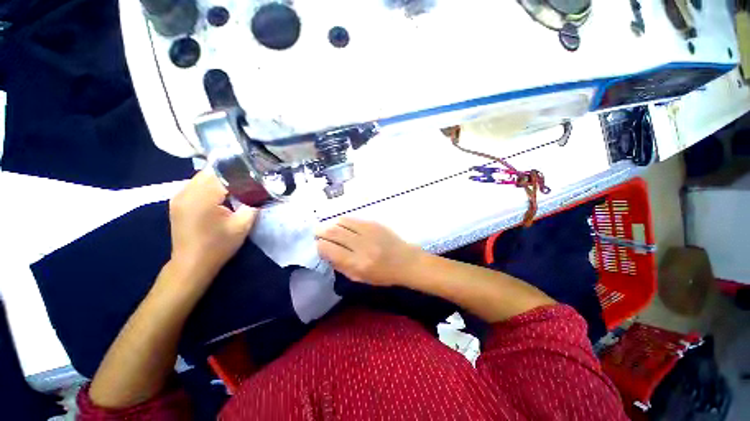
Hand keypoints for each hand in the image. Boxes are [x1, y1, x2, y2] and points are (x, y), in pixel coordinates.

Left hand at [169, 170, 257, 287]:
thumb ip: (252, 205)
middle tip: (248, 179)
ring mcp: (179, 196)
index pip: (223, 174)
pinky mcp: (177, 202)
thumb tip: (258, 193)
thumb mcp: (242, 225)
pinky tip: (221, 194)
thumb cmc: (218, 245)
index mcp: (202, 197)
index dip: (241, 173)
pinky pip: (195, 185)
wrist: (191, 264)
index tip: (255, 175)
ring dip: (219, 179)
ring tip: (237, 185)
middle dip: (230, 174)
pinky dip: (209, 185)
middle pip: (210, 172)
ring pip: (202, 177)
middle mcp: (186, 192)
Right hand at [315, 218, 423, 286]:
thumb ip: (341, 265)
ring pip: (341, 222)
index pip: (330, 249)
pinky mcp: (374, 223)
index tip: (318, 244)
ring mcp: (368, 231)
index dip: (320, 245)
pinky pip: (353, 219)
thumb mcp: (360, 278)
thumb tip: (326, 252)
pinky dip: (343, 221)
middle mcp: (361, 245)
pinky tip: (341, 224)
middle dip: (321, 231)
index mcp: (357, 264)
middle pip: (333, 233)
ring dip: (331, 224)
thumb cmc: (383, 274)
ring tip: (328, 227)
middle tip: (317, 232)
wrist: (406, 261)